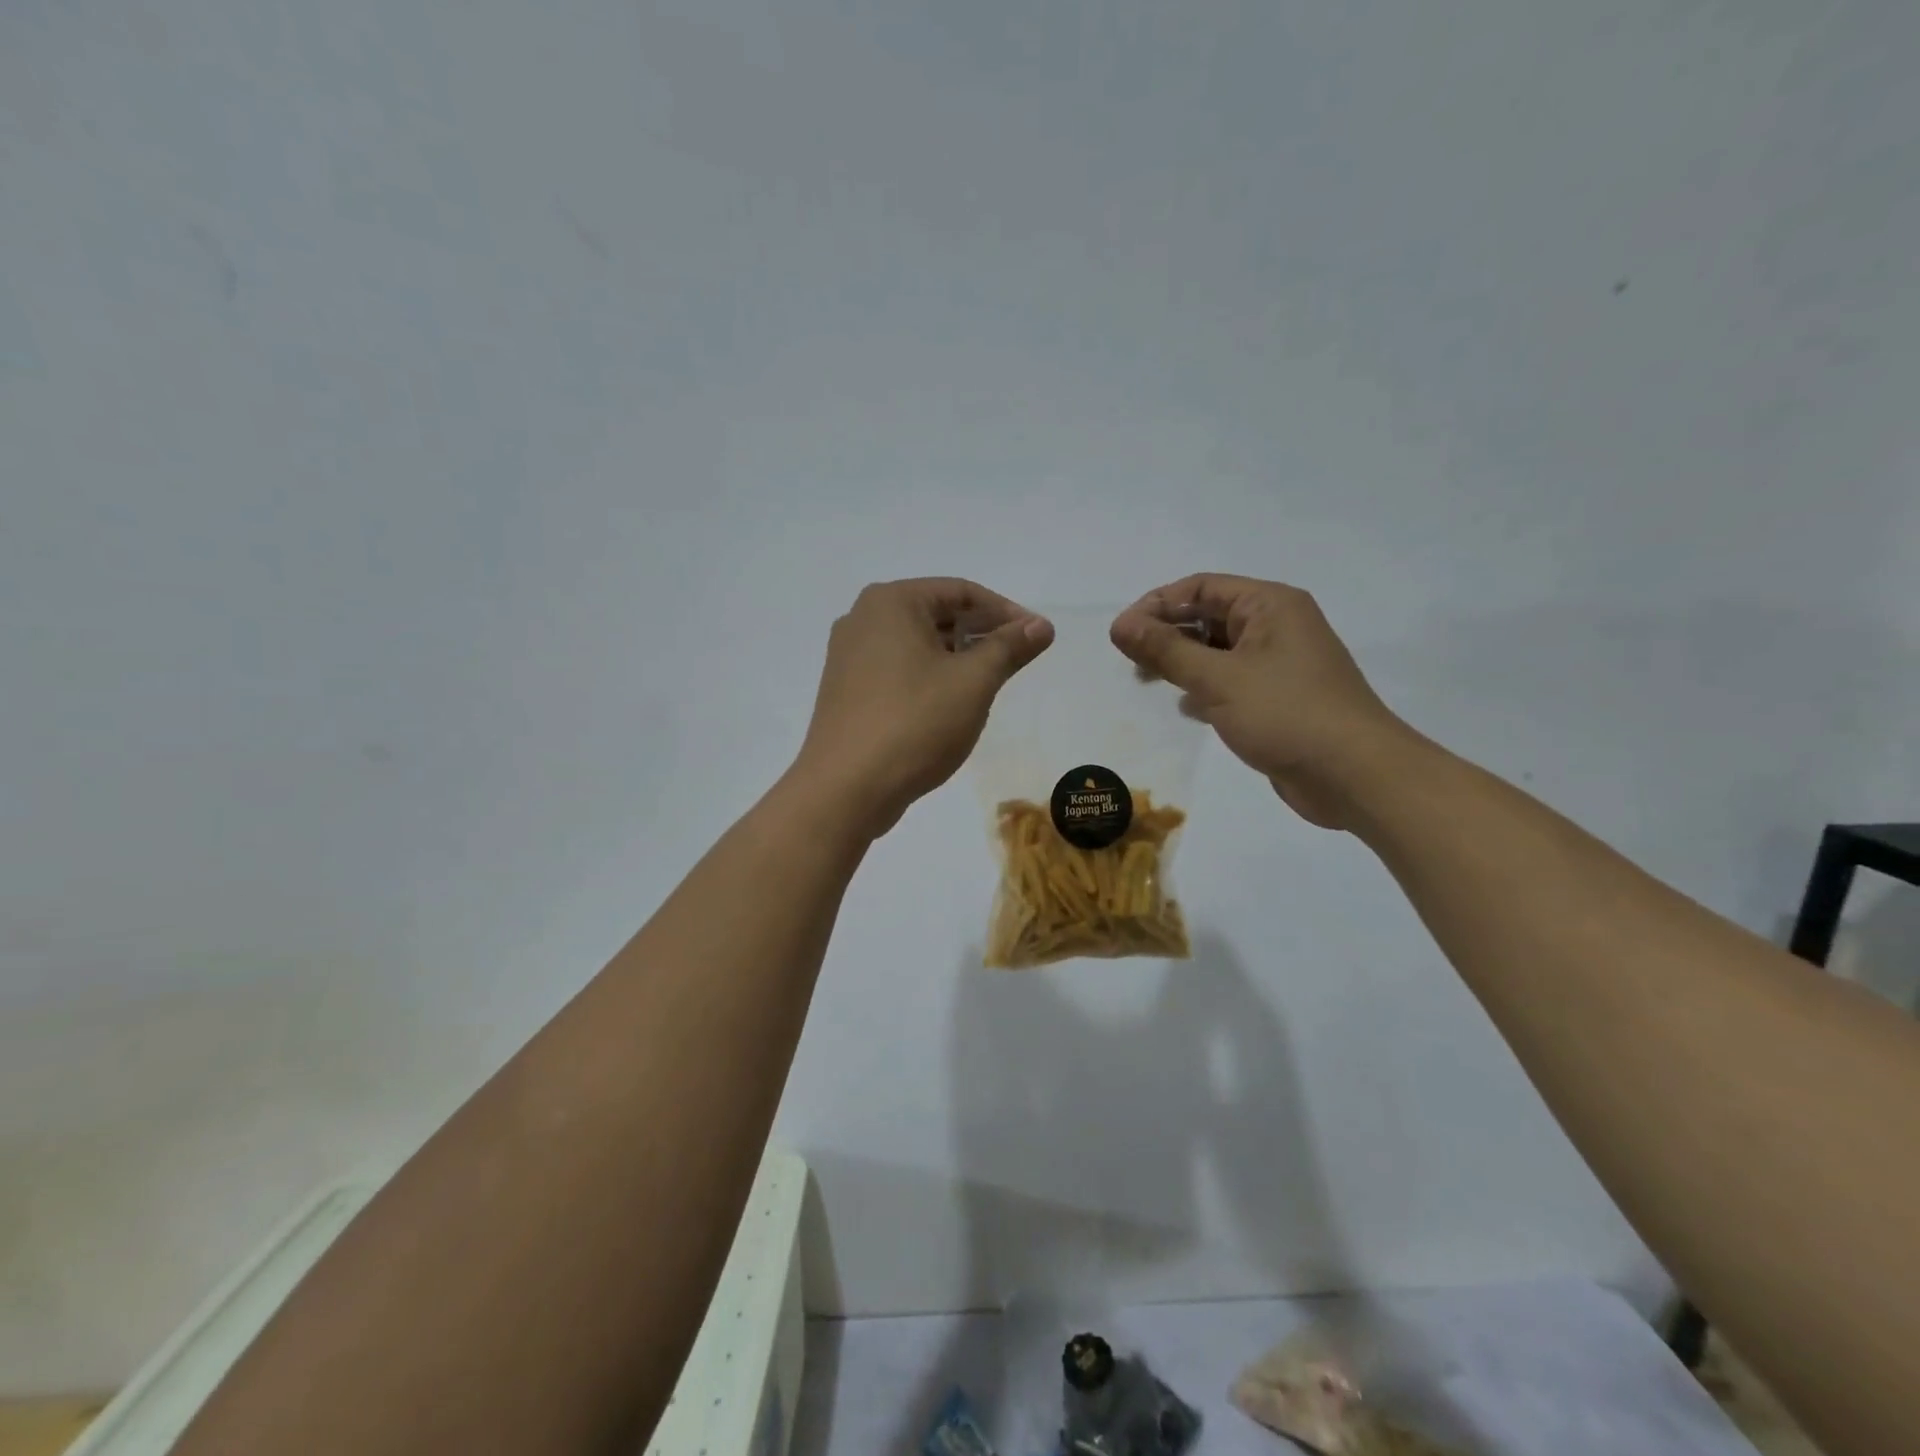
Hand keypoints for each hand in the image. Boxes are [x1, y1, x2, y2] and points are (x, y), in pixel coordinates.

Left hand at [794, 579, 1053, 836]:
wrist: (846, 789)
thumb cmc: (914, 723)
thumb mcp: (973, 682)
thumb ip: (1009, 647)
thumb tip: (1041, 625)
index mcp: (891, 602)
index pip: (961, 591)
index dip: (1005, 611)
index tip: (1037, 636)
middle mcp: (862, 618)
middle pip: (937, 614)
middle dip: (980, 634)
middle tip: (1017, 660)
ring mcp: (849, 656)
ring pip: (917, 644)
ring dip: (957, 658)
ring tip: (989, 684)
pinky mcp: (846, 690)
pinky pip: (898, 669)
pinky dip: (929, 677)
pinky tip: (950, 704)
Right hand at [1110, 574, 1414, 828]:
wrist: (1354, 776)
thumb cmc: (1286, 714)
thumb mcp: (1218, 679)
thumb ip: (1166, 650)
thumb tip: (1120, 624)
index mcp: (1269, 605)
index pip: (1201, 587)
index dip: (1157, 604)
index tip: (1121, 633)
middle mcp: (1277, 626)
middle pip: (1208, 617)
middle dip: (1167, 634)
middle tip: (1130, 660)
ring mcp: (1279, 664)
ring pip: (1217, 651)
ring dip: (1182, 663)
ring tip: (1148, 682)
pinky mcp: (1278, 699)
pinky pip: (1231, 681)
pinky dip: (1205, 688)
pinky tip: (1187, 709)